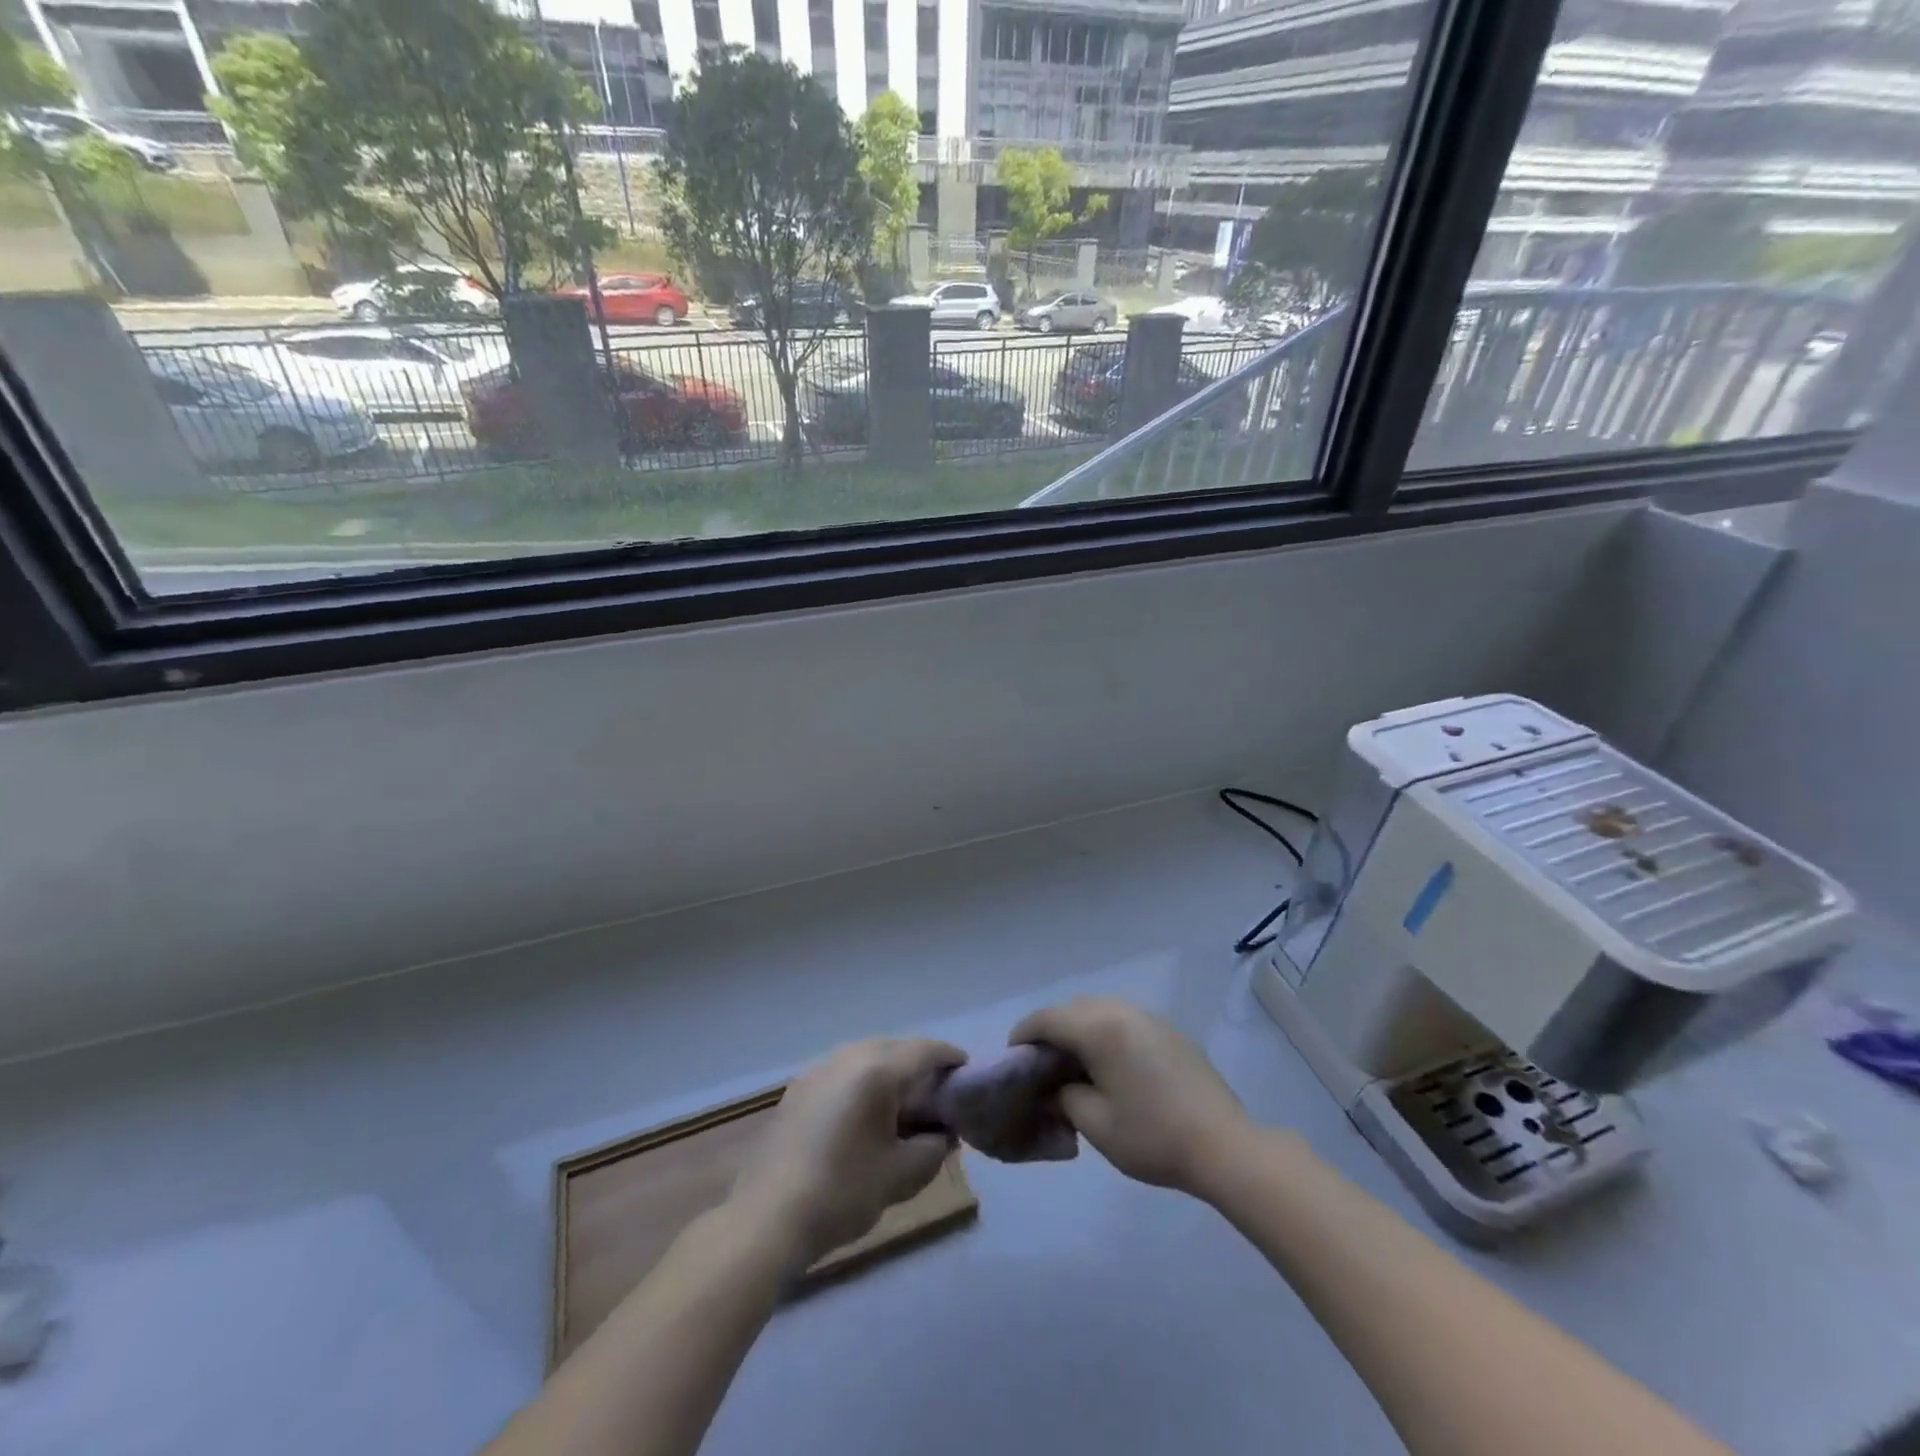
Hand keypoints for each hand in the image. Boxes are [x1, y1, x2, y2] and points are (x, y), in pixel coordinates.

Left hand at [729, 1037, 964, 1270]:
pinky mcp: (798, 1089)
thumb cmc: (842, 1193)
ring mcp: (818, 1070)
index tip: (967, 1076)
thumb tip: (943, 1134)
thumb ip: (933, 1148)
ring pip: (867, 1058)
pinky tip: (865, 1117)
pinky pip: (843, 1073)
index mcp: (876, 1069)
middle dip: (920, 1067)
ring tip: (904, 1107)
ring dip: (890, 1074)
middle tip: (939, 1097)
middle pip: (896, 1049)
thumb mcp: (902, 1175)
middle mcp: (847, 1056)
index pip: (925, 1050)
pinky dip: (863, 1084)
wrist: (767, 1219)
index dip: (951, 1060)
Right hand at [1009, 997, 1252, 1197]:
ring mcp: (1149, 1016)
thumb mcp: (1096, 1125)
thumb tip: (1052, 1088)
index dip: (1023, 1035)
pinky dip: (1105, 1032)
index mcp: (1099, 1028)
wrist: (1225, 1146)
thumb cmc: (1153, 1137)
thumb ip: (1063, 1098)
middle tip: (1041, 1066)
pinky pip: (1123, 1019)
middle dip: (1050, 1030)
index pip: (1047, 1019)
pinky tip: (1110, 1065)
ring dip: (1079, 1028)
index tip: (1012, 1059)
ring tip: (1074, 1064)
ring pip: (1099, 1009)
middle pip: (1071, 1008)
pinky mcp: (1168, 1030)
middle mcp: (1121, 1010)